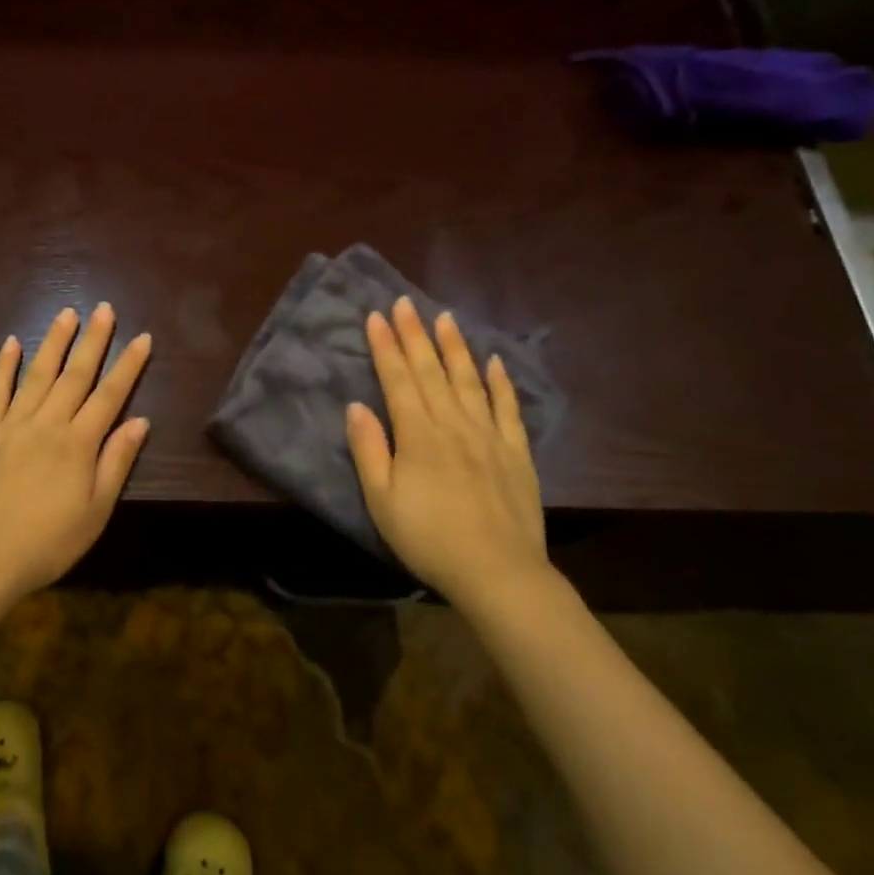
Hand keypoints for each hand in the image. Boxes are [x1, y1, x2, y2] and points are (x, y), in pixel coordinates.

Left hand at [0, 303, 151, 601]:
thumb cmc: (49, 543)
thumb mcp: (95, 512)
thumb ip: (116, 462)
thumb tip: (140, 422)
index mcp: (78, 444)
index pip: (110, 395)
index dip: (128, 365)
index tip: (142, 337)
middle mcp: (47, 424)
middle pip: (75, 375)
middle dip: (94, 340)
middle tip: (104, 309)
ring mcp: (11, 425)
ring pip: (37, 374)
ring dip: (54, 342)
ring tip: (67, 313)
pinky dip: (4, 366)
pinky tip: (12, 343)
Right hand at [345, 297, 549, 600]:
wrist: (498, 572)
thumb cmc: (429, 539)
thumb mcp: (382, 501)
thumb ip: (368, 451)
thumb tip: (357, 406)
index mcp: (418, 434)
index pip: (398, 379)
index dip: (385, 346)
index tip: (377, 316)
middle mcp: (453, 423)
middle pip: (431, 371)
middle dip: (415, 334)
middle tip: (405, 302)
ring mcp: (489, 435)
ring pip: (469, 380)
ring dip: (455, 347)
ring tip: (445, 318)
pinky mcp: (516, 452)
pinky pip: (508, 408)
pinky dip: (501, 382)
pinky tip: (495, 361)